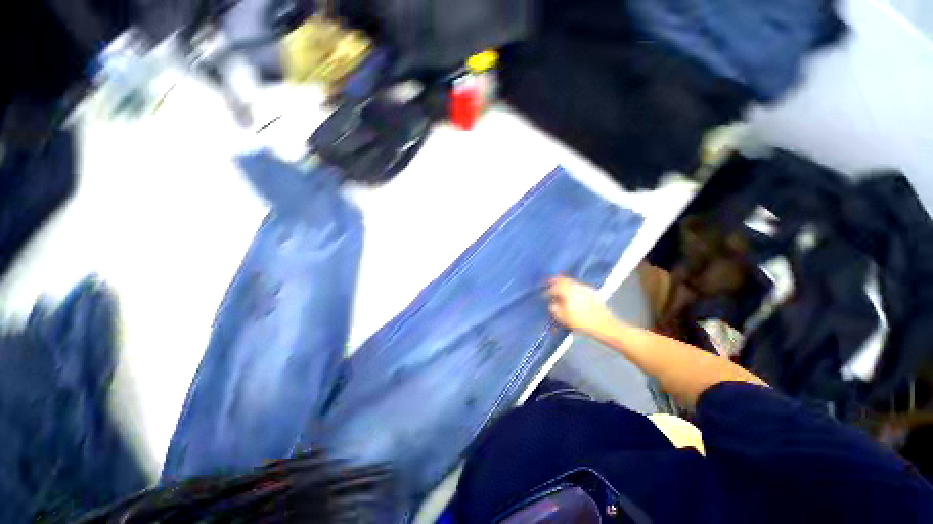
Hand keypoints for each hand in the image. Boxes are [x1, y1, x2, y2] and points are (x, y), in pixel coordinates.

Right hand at [547, 276, 614, 334]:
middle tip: (550, 284)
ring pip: (571, 282)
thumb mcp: (563, 318)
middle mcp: (575, 286)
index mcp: (566, 291)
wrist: (604, 325)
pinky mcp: (593, 292)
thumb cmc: (581, 322)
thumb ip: (555, 309)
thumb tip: (552, 304)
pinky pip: (579, 287)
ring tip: (562, 291)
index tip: (544, 294)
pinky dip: (574, 288)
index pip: (554, 287)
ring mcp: (585, 288)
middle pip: (563, 280)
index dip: (547, 290)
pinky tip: (574, 295)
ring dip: (565, 285)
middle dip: (555, 282)